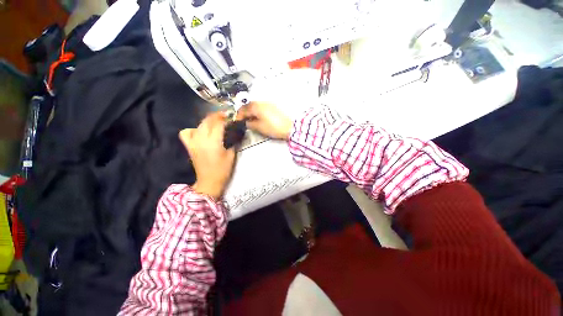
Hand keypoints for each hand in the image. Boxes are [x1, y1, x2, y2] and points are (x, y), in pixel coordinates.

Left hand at [179, 112, 235, 198]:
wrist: (209, 181)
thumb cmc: (223, 170)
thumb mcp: (231, 155)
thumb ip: (232, 142)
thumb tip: (234, 132)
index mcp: (213, 142)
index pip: (218, 124)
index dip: (225, 119)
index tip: (231, 117)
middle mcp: (201, 139)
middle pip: (207, 121)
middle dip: (216, 116)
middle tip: (225, 116)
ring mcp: (193, 142)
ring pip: (198, 125)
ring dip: (207, 121)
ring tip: (214, 123)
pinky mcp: (189, 146)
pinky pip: (187, 133)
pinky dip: (193, 129)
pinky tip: (200, 132)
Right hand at [236, 102, 292, 139]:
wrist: (289, 127)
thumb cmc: (273, 127)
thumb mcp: (259, 127)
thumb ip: (250, 124)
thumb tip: (246, 122)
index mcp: (256, 106)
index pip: (244, 109)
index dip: (239, 116)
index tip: (237, 122)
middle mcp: (261, 102)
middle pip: (249, 105)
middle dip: (244, 112)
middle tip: (243, 120)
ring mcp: (268, 103)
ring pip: (256, 106)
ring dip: (251, 111)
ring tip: (250, 119)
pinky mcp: (273, 107)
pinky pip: (262, 107)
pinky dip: (257, 111)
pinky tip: (258, 117)